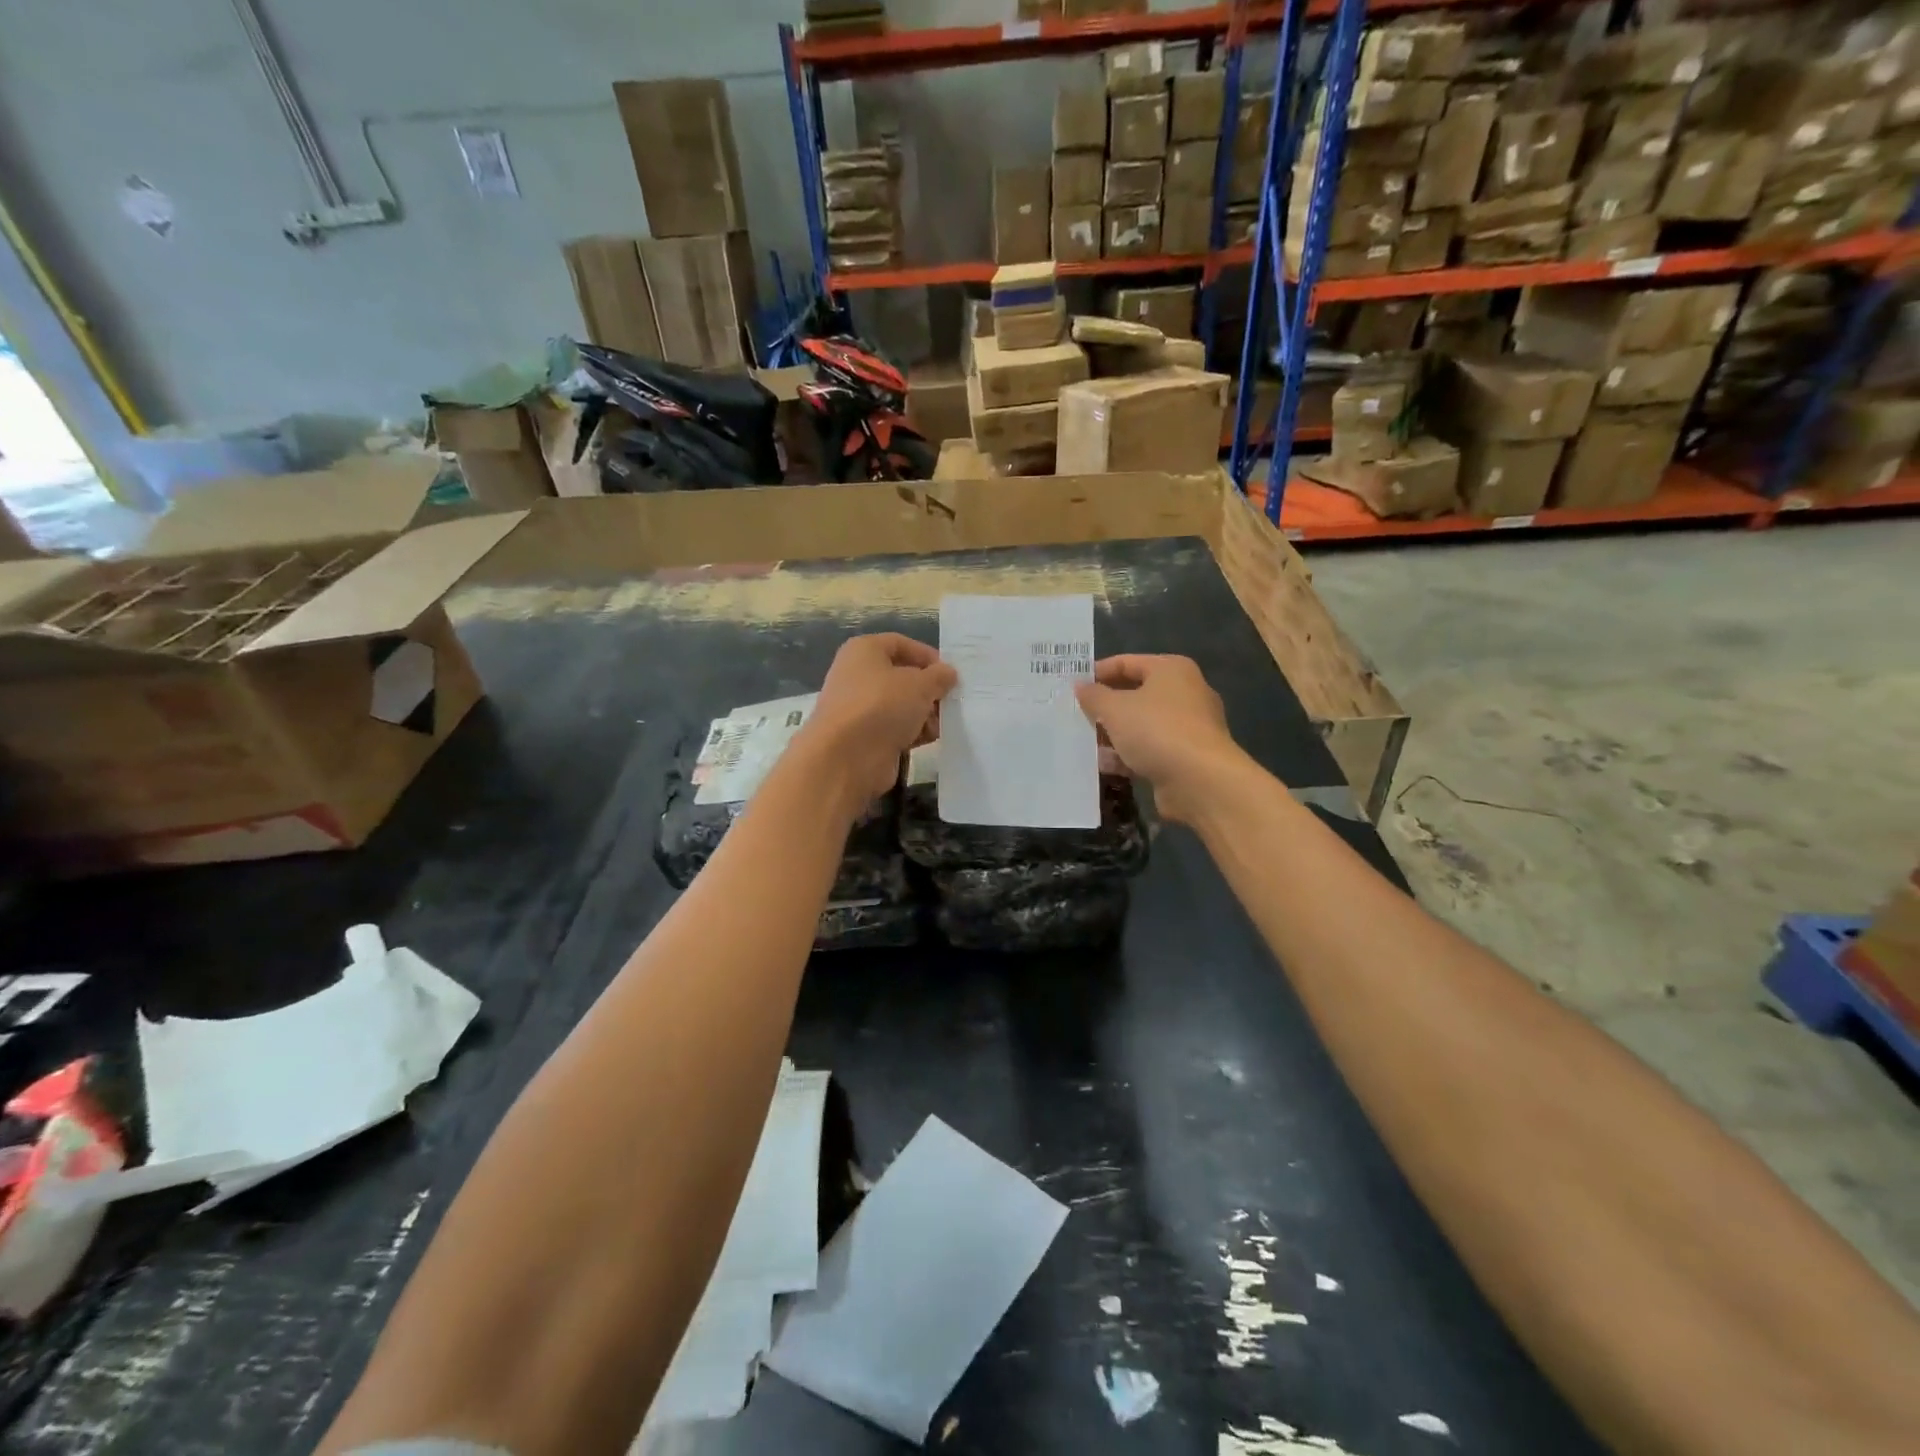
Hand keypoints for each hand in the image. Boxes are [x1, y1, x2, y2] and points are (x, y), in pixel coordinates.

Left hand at [793, 634, 955, 816]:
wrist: (846, 757)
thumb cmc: (881, 706)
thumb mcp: (919, 684)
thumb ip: (939, 676)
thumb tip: (948, 673)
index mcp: (864, 651)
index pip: (901, 644)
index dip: (927, 656)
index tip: (950, 673)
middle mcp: (858, 675)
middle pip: (902, 677)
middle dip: (929, 689)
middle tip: (952, 701)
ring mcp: (860, 708)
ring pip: (901, 705)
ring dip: (924, 714)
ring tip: (942, 723)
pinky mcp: (865, 737)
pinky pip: (895, 728)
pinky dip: (913, 732)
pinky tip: (929, 739)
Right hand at [1074, 655, 1245, 822]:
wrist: (1201, 781)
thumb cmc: (1156, 731)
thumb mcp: (1115, 709)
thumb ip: (1094, 696)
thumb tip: (1080, 686)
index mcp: (1171, 670)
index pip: (1127, 662)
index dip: (1098, 672)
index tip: (1071, 686)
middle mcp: (1184, 693)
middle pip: (1134, 694)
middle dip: (1104, 707)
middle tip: (1074, 715)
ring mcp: (1187, 728)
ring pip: (1140, 725)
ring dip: (1113, 734)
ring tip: (1082, 742)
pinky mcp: (1185, 757)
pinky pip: (1148, 750)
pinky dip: (1127, 756)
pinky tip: (1103, 765)